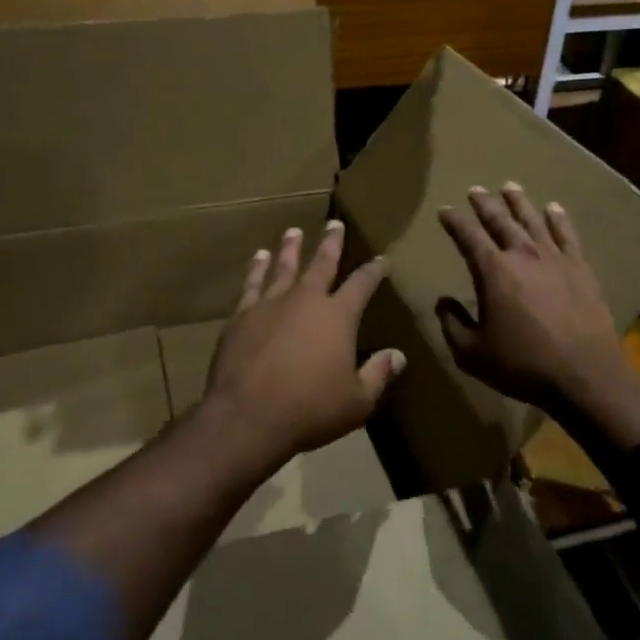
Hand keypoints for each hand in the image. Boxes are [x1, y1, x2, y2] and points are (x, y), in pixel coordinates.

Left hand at [195, 221, 404, 464]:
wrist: (247, 416)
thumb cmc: (310, 410)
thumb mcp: (357, 401)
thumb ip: (377, 374)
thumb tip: (398, 355)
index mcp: (338, 316)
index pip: (362, 284)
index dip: (374, 270)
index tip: (382, 259)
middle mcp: (305, 300)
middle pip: (321, 263)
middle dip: (331, 243)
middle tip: (334, 223)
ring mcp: (270, 304)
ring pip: (283, 266)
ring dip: (290, 248)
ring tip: (294, 232)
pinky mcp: (241, 315)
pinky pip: (252, 284)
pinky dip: (256, 269)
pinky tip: (258, 258)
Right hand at [436, 185, 633, 419]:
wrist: (584, 374)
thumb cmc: (522, 365)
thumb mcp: (472, 353)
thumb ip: (452, 324)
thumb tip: (443, 302)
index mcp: (493, 271)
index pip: (468, 236)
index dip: (454, 221)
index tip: (445, 210)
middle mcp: (523, 255)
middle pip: (500, 220)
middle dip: (485, 204)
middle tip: (475, 190)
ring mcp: (555, 258)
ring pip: (533, 220)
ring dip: (519, 202)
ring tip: (510, 187)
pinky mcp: (581, 268)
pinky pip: (567, 234)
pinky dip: (558, 219)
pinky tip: (553, 208)